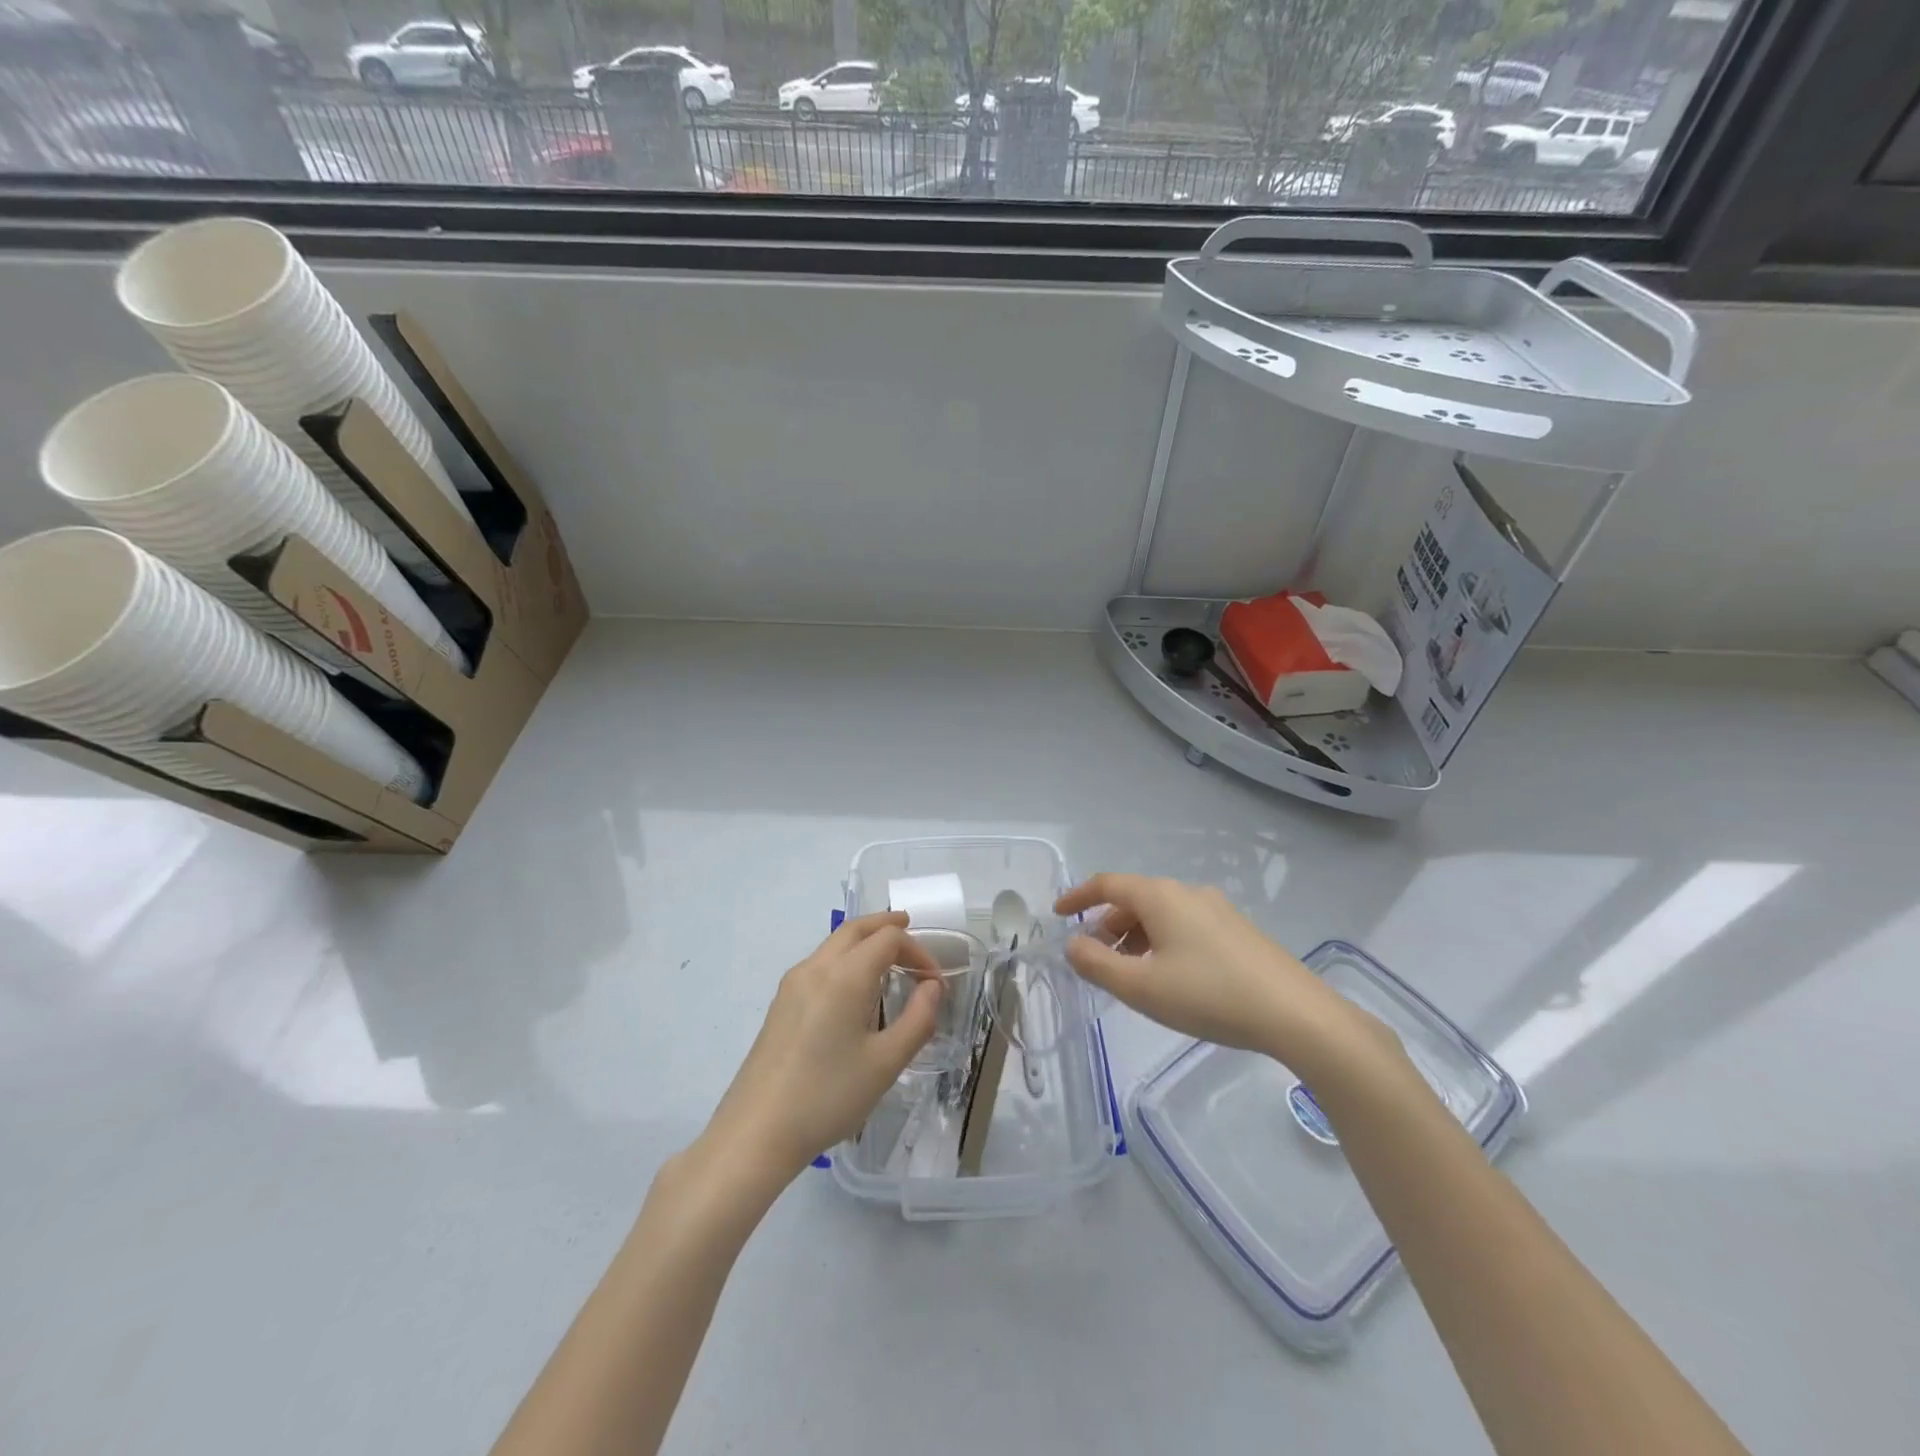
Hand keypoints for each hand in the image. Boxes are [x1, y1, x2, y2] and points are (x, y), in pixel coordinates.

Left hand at [704, 912, 941, 1179]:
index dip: (917, 950)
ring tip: (887, 958)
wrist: (756, 1132)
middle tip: (910, 929)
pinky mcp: (780, 1003)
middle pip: (855, 929)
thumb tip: (932, 986)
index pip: (888, 939)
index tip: (934, 981)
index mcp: (845, 976)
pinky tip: (854, 988)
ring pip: (834, 944)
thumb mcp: (886, 1063)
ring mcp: (793, 984)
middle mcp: (816, 968)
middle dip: (885, 926)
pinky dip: (845, 958)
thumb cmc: (828, 1096)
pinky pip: (820, 964)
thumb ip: (918, 1019)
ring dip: (863, 941)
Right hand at [1055, 874, 1386, 1074]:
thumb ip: (1097, 964)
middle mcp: (1188, 893)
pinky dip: (1162, 944)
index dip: (1078, 897)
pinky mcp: (1238, 931)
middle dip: (1108, 926)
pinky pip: (1185, 927)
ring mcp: (1218, 910)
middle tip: (1095, 960)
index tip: (1057, 915)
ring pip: (1162, 916)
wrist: (1295, 1014)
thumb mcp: (1141, 987)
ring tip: (1131, 976)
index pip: (1107, 884)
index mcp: (1161, 897)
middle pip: (1135, 900)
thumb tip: (1073, 944)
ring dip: (1136, 939)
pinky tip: (1170, 978)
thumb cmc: (1209, 995)